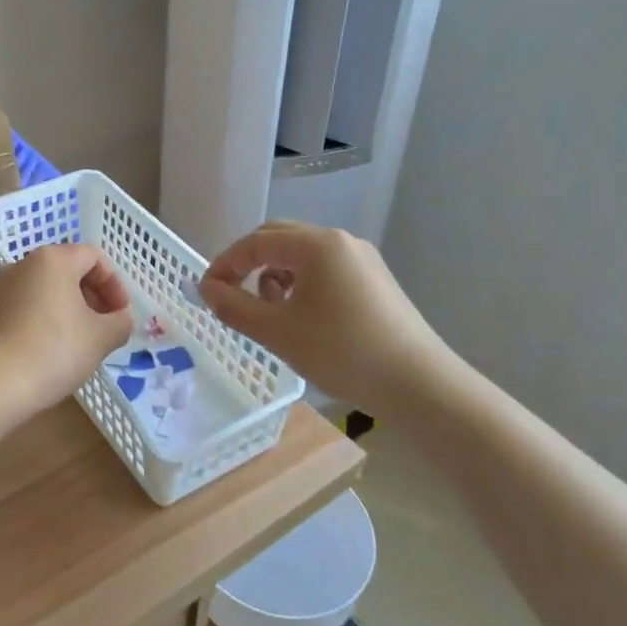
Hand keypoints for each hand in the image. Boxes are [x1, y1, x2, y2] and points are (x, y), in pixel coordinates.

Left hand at [0, 244, 132, 414]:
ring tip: (74, 339)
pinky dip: (34, 320)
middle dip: (90, 295)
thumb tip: (120, 319)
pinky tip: (41, 347)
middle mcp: (22, 264)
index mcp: (53, 260)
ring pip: (39, 289)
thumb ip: (120, 322)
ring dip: (62, 307)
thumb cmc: (56, 351)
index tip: (121, 313)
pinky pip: (17, 310)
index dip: (114, 283)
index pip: (94, 257)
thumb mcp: (102, 337)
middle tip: (103, 325)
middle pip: (65, 270)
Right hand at [199, 221, 454, 407]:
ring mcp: (362, 259)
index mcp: (315, 245)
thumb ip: (234, 306)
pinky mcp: (375, 281)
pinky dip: (301, 286)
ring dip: (275, 277)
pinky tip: (303, 319)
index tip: (207, 293)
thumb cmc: (342, 353)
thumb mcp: (277, 332)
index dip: (224, 264)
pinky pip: (324, 270)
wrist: (420, 386)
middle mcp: (339, 241)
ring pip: (302, 256)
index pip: (255, 242)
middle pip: (279, 239)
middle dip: (249, 266)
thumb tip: (207, 289)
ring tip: (270, 314)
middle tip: (232, 297)